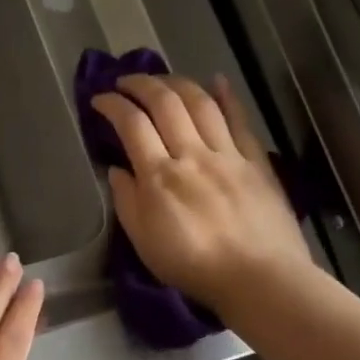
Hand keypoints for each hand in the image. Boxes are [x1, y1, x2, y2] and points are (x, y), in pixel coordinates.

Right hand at [90, 74, 314, 316]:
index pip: (131, 124)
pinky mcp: (256, 161)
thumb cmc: (194, 267)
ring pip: (201, 103)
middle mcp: (192, 154)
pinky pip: (239, 120)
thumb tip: (116, 170)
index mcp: (160, 176)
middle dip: (141, 84)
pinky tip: (216, 81)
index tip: (99, 99)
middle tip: (125, 81)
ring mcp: (227, 154)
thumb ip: (127, 202)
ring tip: (162, 80)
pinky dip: (227, 96)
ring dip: (178, 83)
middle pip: (165, 103)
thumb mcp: (144, 242)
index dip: (112, 105)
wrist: (260, 279)